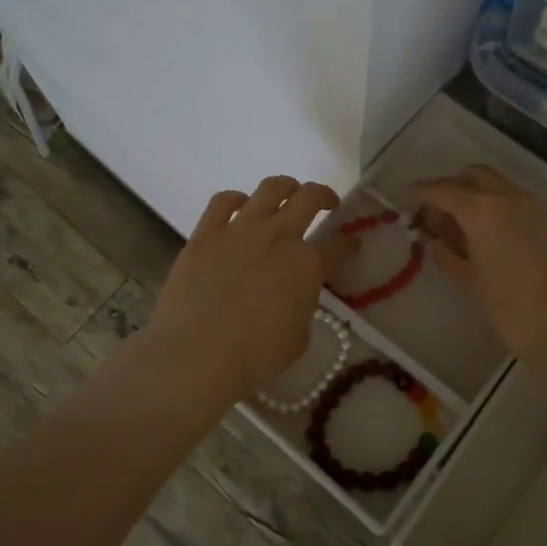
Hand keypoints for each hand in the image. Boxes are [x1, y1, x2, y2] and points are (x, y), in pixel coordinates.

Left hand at [143, 176, 348, 399]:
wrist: (195, 356)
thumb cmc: (254, 357)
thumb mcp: (298, 339)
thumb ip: (303, 307)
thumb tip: (295, 295)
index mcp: (307, 265)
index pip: (338, 245)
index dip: (349, 243)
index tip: (351, 244)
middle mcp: (278, 236)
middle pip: (309, 198)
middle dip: (324, 196)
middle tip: (327, 203)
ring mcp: (239, 230)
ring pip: (270, 189)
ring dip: (286, 187)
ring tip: (288, 194)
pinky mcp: (205, 234)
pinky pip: (222, 201)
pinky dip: (236, 199)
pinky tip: (241, 205)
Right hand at [414, 165, 546, 368]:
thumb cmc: (514, 310)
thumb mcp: (472, 283)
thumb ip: (448, 257)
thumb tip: (433, 243)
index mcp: (482, 209)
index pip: (444, 190)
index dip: (423, 193)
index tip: (409, 198)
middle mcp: (508, 197)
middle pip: (473, 176)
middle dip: (451, 188)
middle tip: (435, 216)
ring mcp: (533, 208)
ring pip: (496, 186)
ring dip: (474, 196)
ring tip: (457, 230)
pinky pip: (512, 201)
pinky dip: (494, 207)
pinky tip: (484, 238)